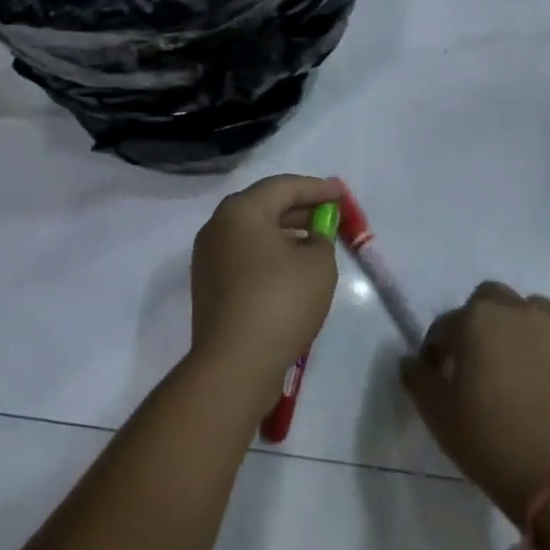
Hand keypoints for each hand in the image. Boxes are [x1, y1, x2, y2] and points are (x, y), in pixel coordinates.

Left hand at [189, 173, 341, 412]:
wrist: (235, 362)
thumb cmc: (281, 300)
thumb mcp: (319, 264)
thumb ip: (321, 240)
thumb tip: (309, 241)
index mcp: (241, 211)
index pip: (283, 187)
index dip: (317, 188)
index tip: (341, 192)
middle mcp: (218, 227)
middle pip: (264, 207)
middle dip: (300, 209)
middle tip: (329, 215)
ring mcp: (208, 258)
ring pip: (253, 234)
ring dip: (285, 234)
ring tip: (315, 242)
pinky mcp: (209, 287)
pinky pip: (245, 257)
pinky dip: (270, 255)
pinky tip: (292, 270)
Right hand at [402, 281, 549, 518]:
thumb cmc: (493, 444)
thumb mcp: (438, 416)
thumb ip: (417, 379)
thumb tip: (411, 360)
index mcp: (477, 321)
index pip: (445, 325)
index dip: (438, 351)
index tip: (441, 379)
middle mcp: (519, 311)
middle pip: (490, 300)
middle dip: (479, 323)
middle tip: (479, 364)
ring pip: (530, 311)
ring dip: (517, 329)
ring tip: (518, 370)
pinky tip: (549, 385)